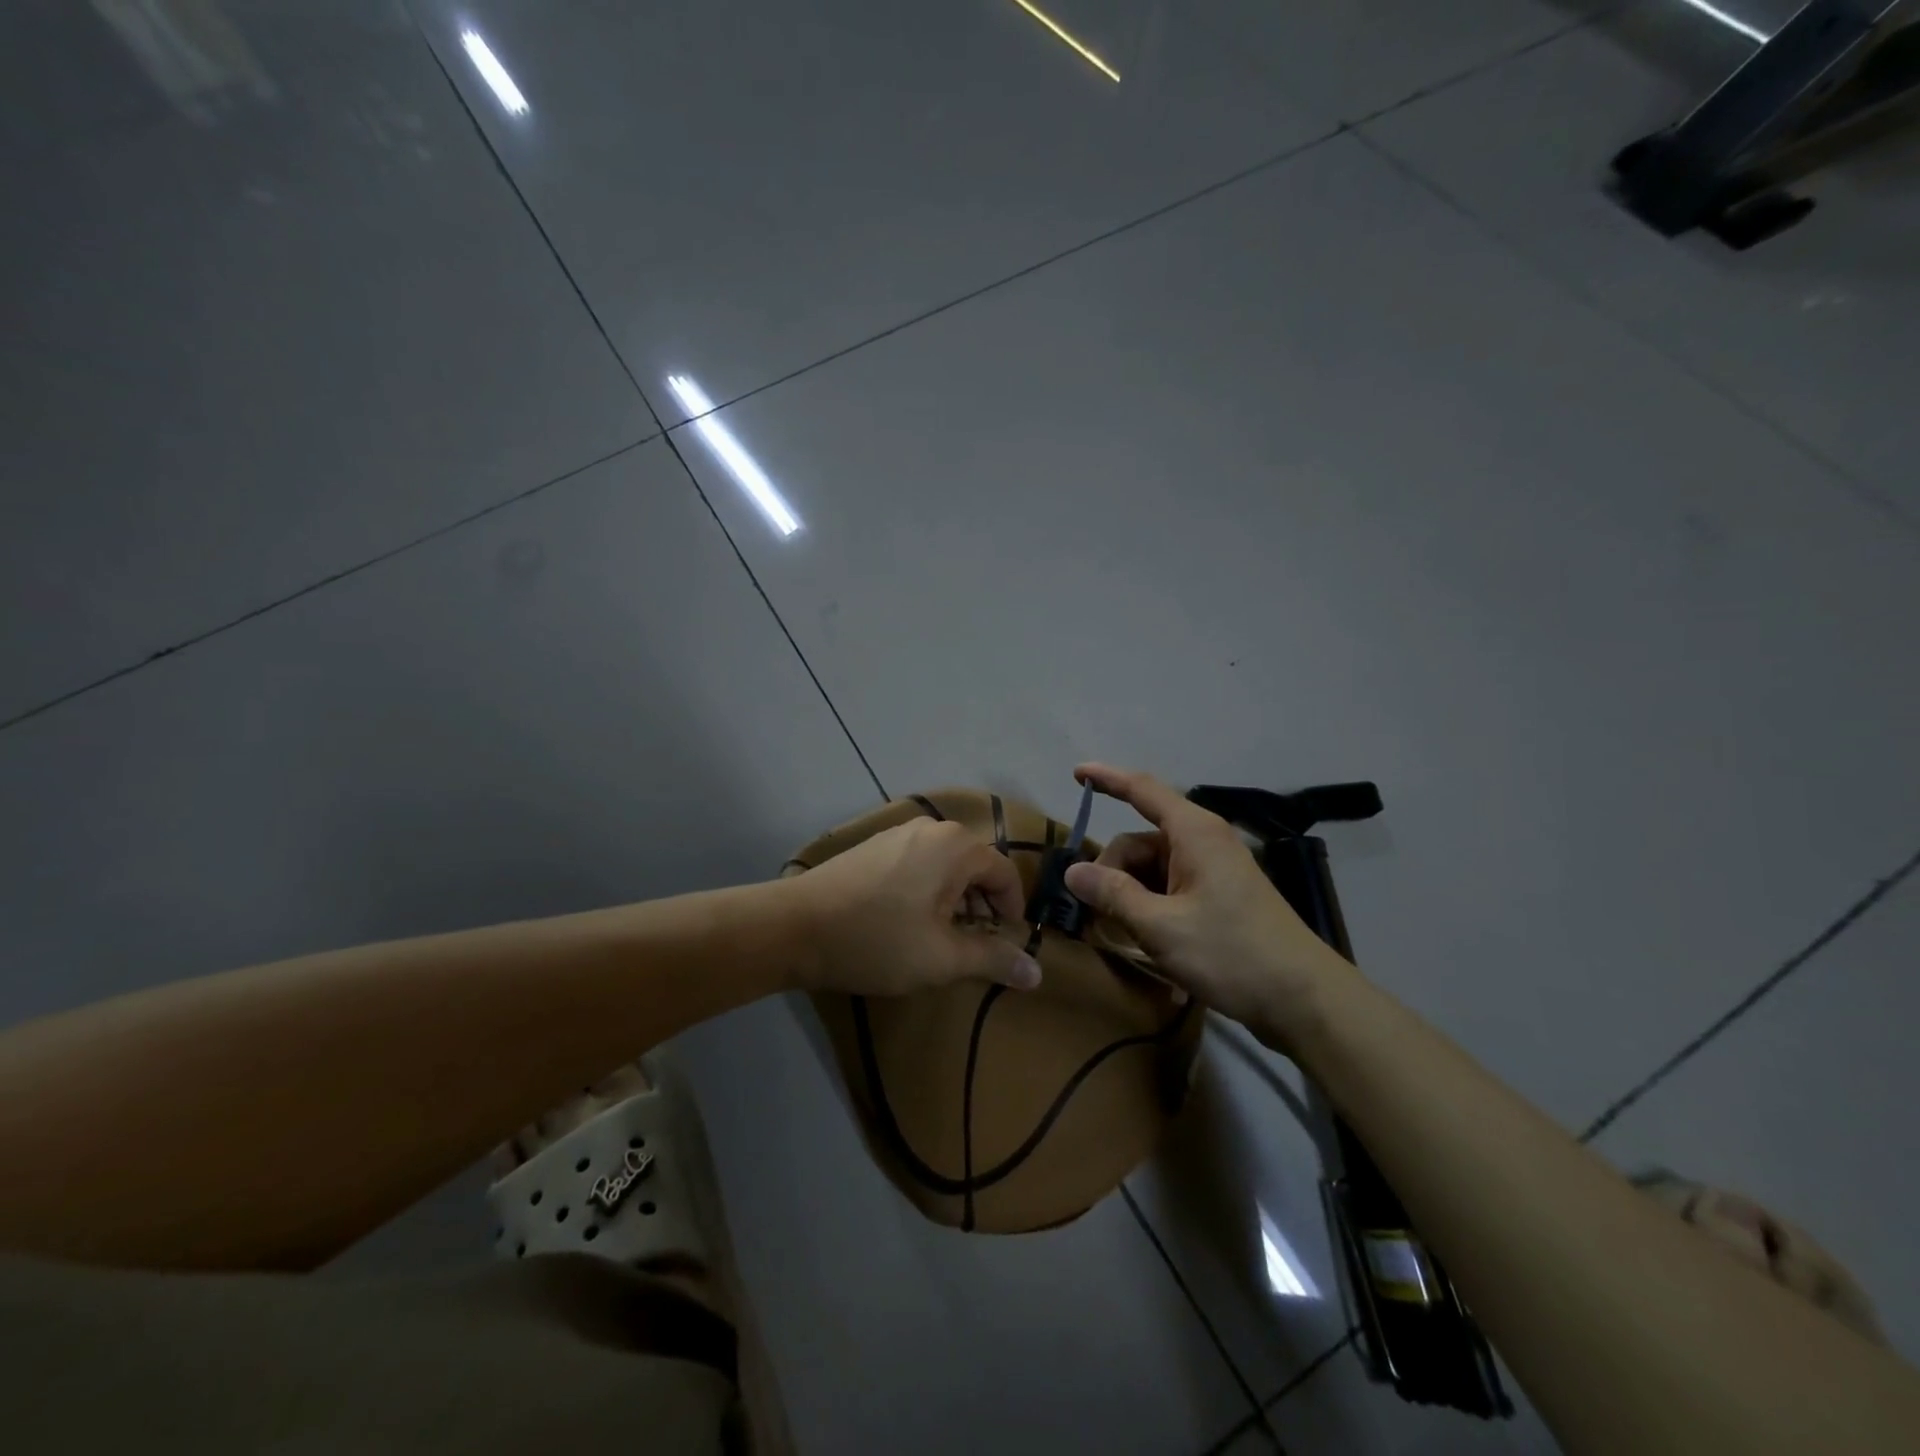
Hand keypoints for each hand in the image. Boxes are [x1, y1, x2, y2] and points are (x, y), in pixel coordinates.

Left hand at [787, 818, 1042, 997]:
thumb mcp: (942, 958)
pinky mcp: (874, 846)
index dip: (1012, 912)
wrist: (795, 927)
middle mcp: (933, 828)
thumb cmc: (878, 940)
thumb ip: (993, 959)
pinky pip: (919, 864)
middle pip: (976, 867)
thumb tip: (1037, 973)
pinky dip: (928, 890)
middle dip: (982, 907)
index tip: (1003, 947)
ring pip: (946, 866)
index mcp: (957, 846)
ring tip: (939, 939)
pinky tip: (907, 922)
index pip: (1005, 874)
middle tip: (971, 947)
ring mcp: (899, 833)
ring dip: (954, 901)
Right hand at [1062, 763, 1349, 1041]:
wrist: (1304, 999)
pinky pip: (1171, 887)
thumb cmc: (1231, 953)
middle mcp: (1203, 841)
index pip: (1142, 790)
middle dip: (1111, 871)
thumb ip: (1113, 895)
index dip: (1107, 779)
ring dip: (1129, 895)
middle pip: (1139, 841)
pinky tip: (1145, 941)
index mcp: (1193, 832)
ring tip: (1119, 935)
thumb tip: (1072, 871)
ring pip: (1152, 868)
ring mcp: (1214, 869)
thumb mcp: (1161, 927)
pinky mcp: (1220, 896)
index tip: (1076, 773)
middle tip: (1094, 913)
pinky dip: (1150, 907)